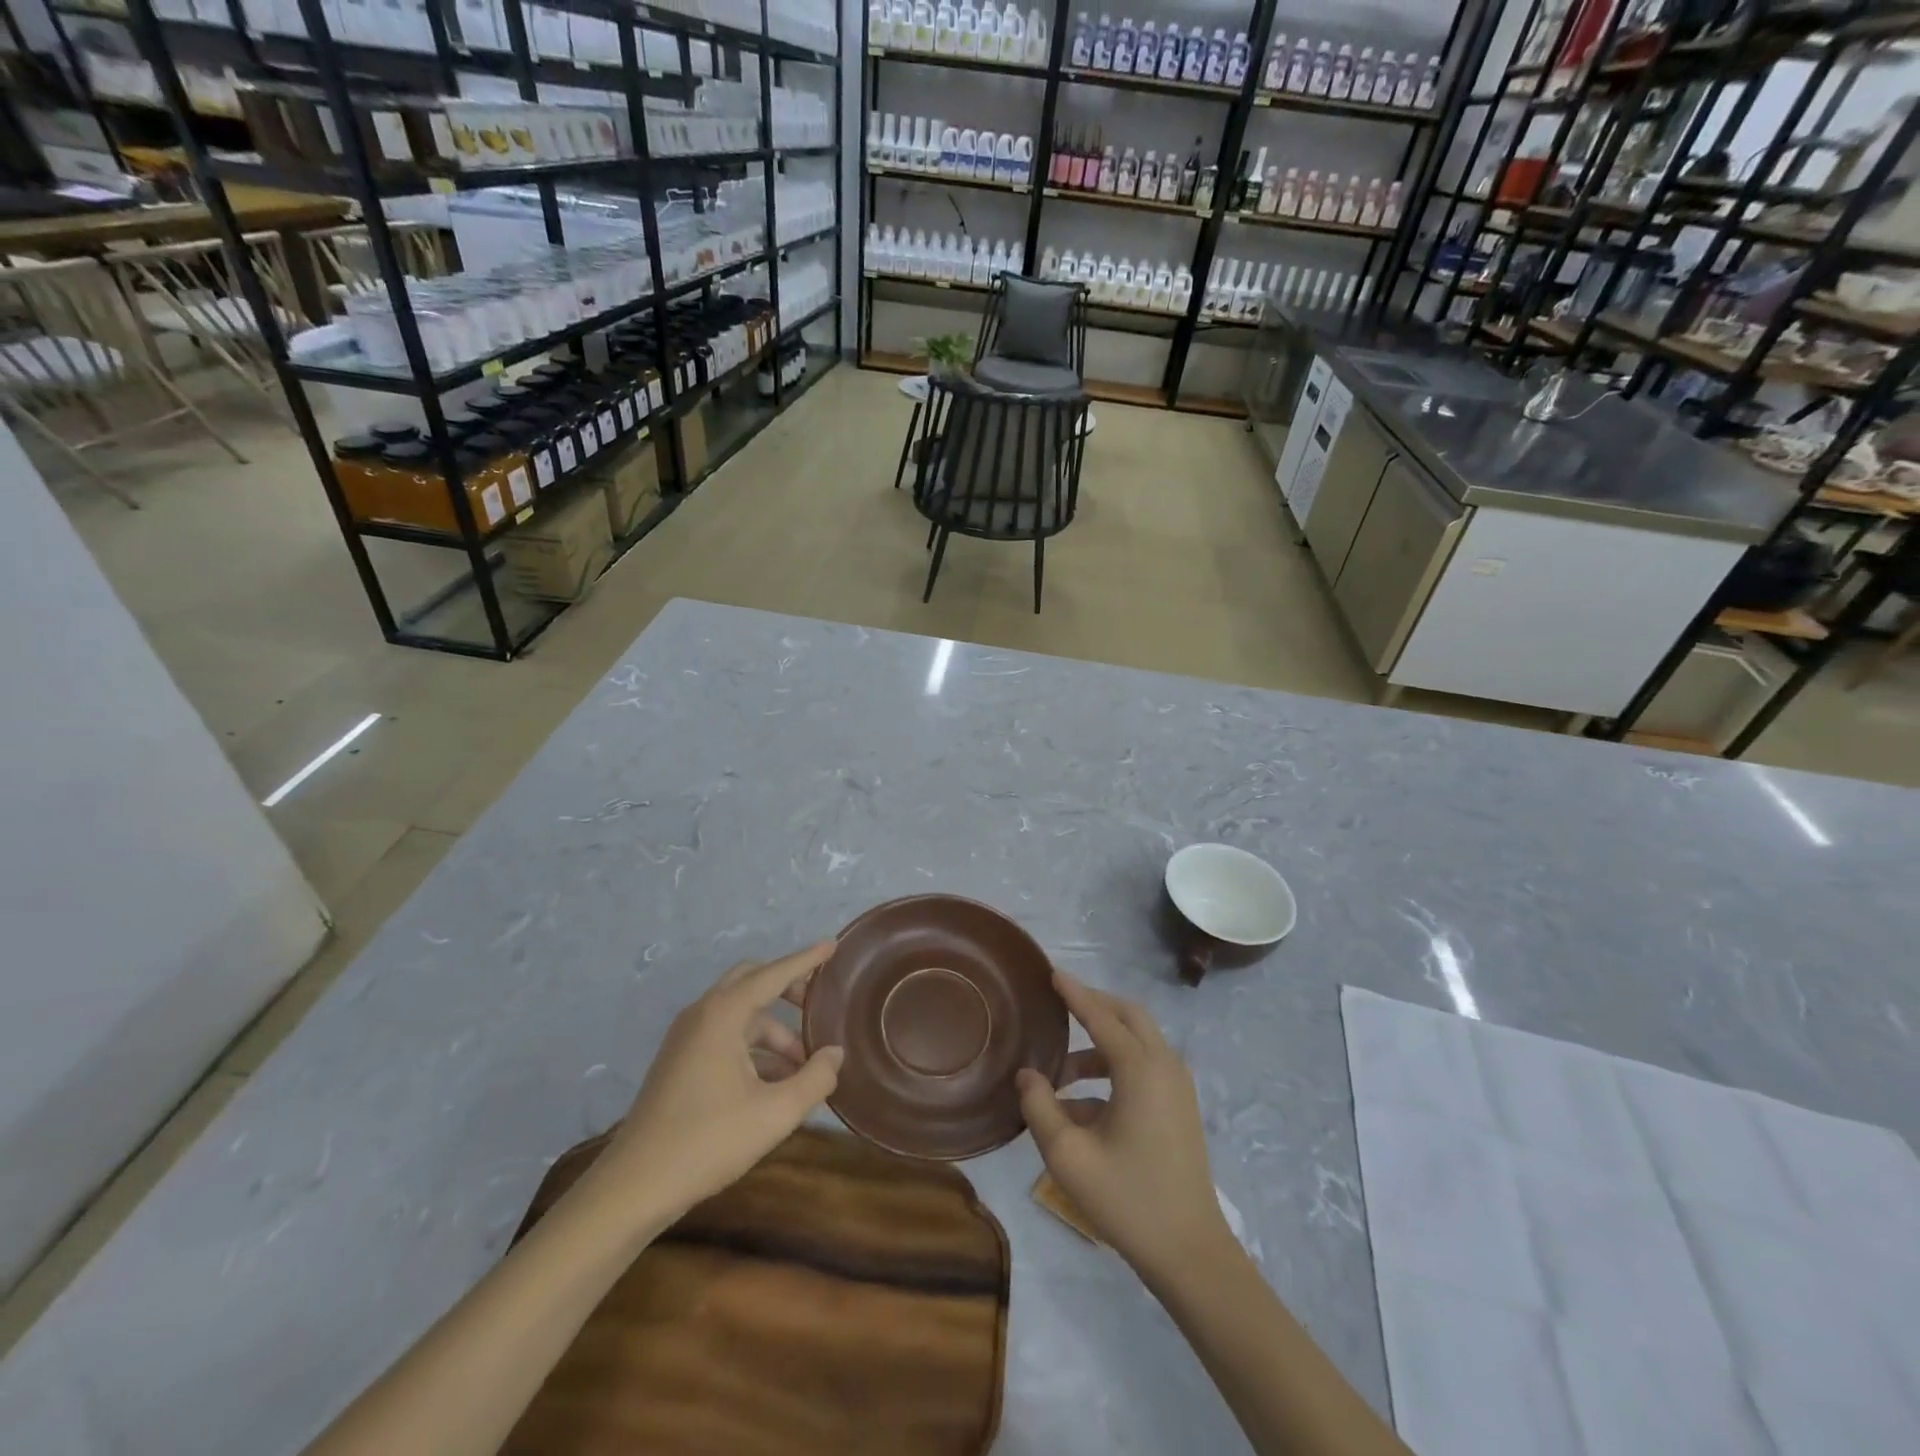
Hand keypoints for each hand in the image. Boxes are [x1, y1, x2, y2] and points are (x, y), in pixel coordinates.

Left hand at [596, 943, 843, 1223]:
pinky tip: (775, 1081)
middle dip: (787, 987)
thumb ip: (815, 1078)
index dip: (806, 959)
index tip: (832, 946)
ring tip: (804, 1064)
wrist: (633, 1187)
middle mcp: (702, 1014)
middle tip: (818, 1004)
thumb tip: (835, 1053)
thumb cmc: (708, 1141)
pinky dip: (753, 1046)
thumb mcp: (776, 1113)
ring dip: (774, 1029)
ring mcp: (686, 1037)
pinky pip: (724, 1035)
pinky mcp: (679, 1060)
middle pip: (751, 981)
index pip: (774, 974)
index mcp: (723, 1014)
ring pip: (739, 1013)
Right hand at [1017, 970, 1229, 1277]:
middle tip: (1060, 1003)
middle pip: (1128, 1016)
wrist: (1190, 1253)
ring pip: (1138, 1041)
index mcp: (1141, 1070)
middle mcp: (1164, 1067)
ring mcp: (1177, 1087)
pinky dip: (1114, 1068)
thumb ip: (1041, 1107)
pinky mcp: (1180, 1107)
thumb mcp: (1069, 1156)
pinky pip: (1144, 1067)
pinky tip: (1082, 1105)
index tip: (1052, 972)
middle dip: (1094, 1004)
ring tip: (1060, 1073)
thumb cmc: (1127, 1200)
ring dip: (1100, 1043)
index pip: (1101, 1017)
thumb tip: (1028, 1074)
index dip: (1075, 993)